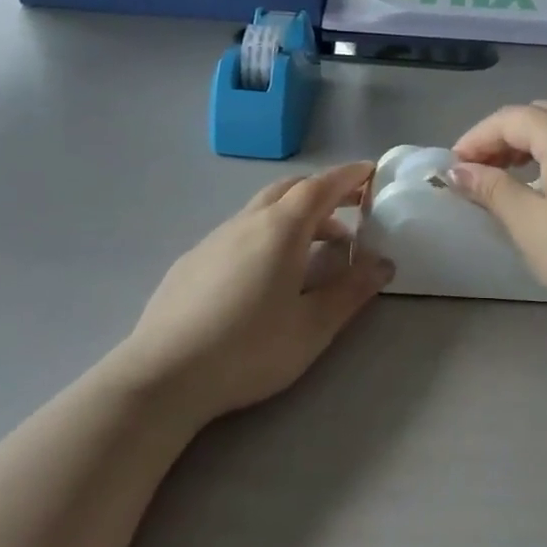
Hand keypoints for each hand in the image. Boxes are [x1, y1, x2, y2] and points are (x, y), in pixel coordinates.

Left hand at [119, 163, 393, 423]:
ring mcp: (213, 239)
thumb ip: (351, 291)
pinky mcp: (191, 260)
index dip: (348, 177)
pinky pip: (239, 232)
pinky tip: (266, 274)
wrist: (163, 375)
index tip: (370, 171)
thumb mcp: (313, 327)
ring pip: (262, 210)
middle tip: (352, 208)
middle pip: (289, 189)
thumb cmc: (249, 349)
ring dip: (296, 216)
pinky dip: (266, 234)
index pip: (320, 187)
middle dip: (324, 191)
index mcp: (280, 230)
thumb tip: (383, 264)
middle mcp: (246, 222)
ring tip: (317, 248)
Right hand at [448, 100, 546, 335]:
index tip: (455, 167)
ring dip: (542, 134)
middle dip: (507, 135)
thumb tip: (456, 171)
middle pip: (543, 113)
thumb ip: (490, 188)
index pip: (511, 119)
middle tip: (483, 169)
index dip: (477, 138)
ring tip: (523, 167)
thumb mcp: (528, 224)